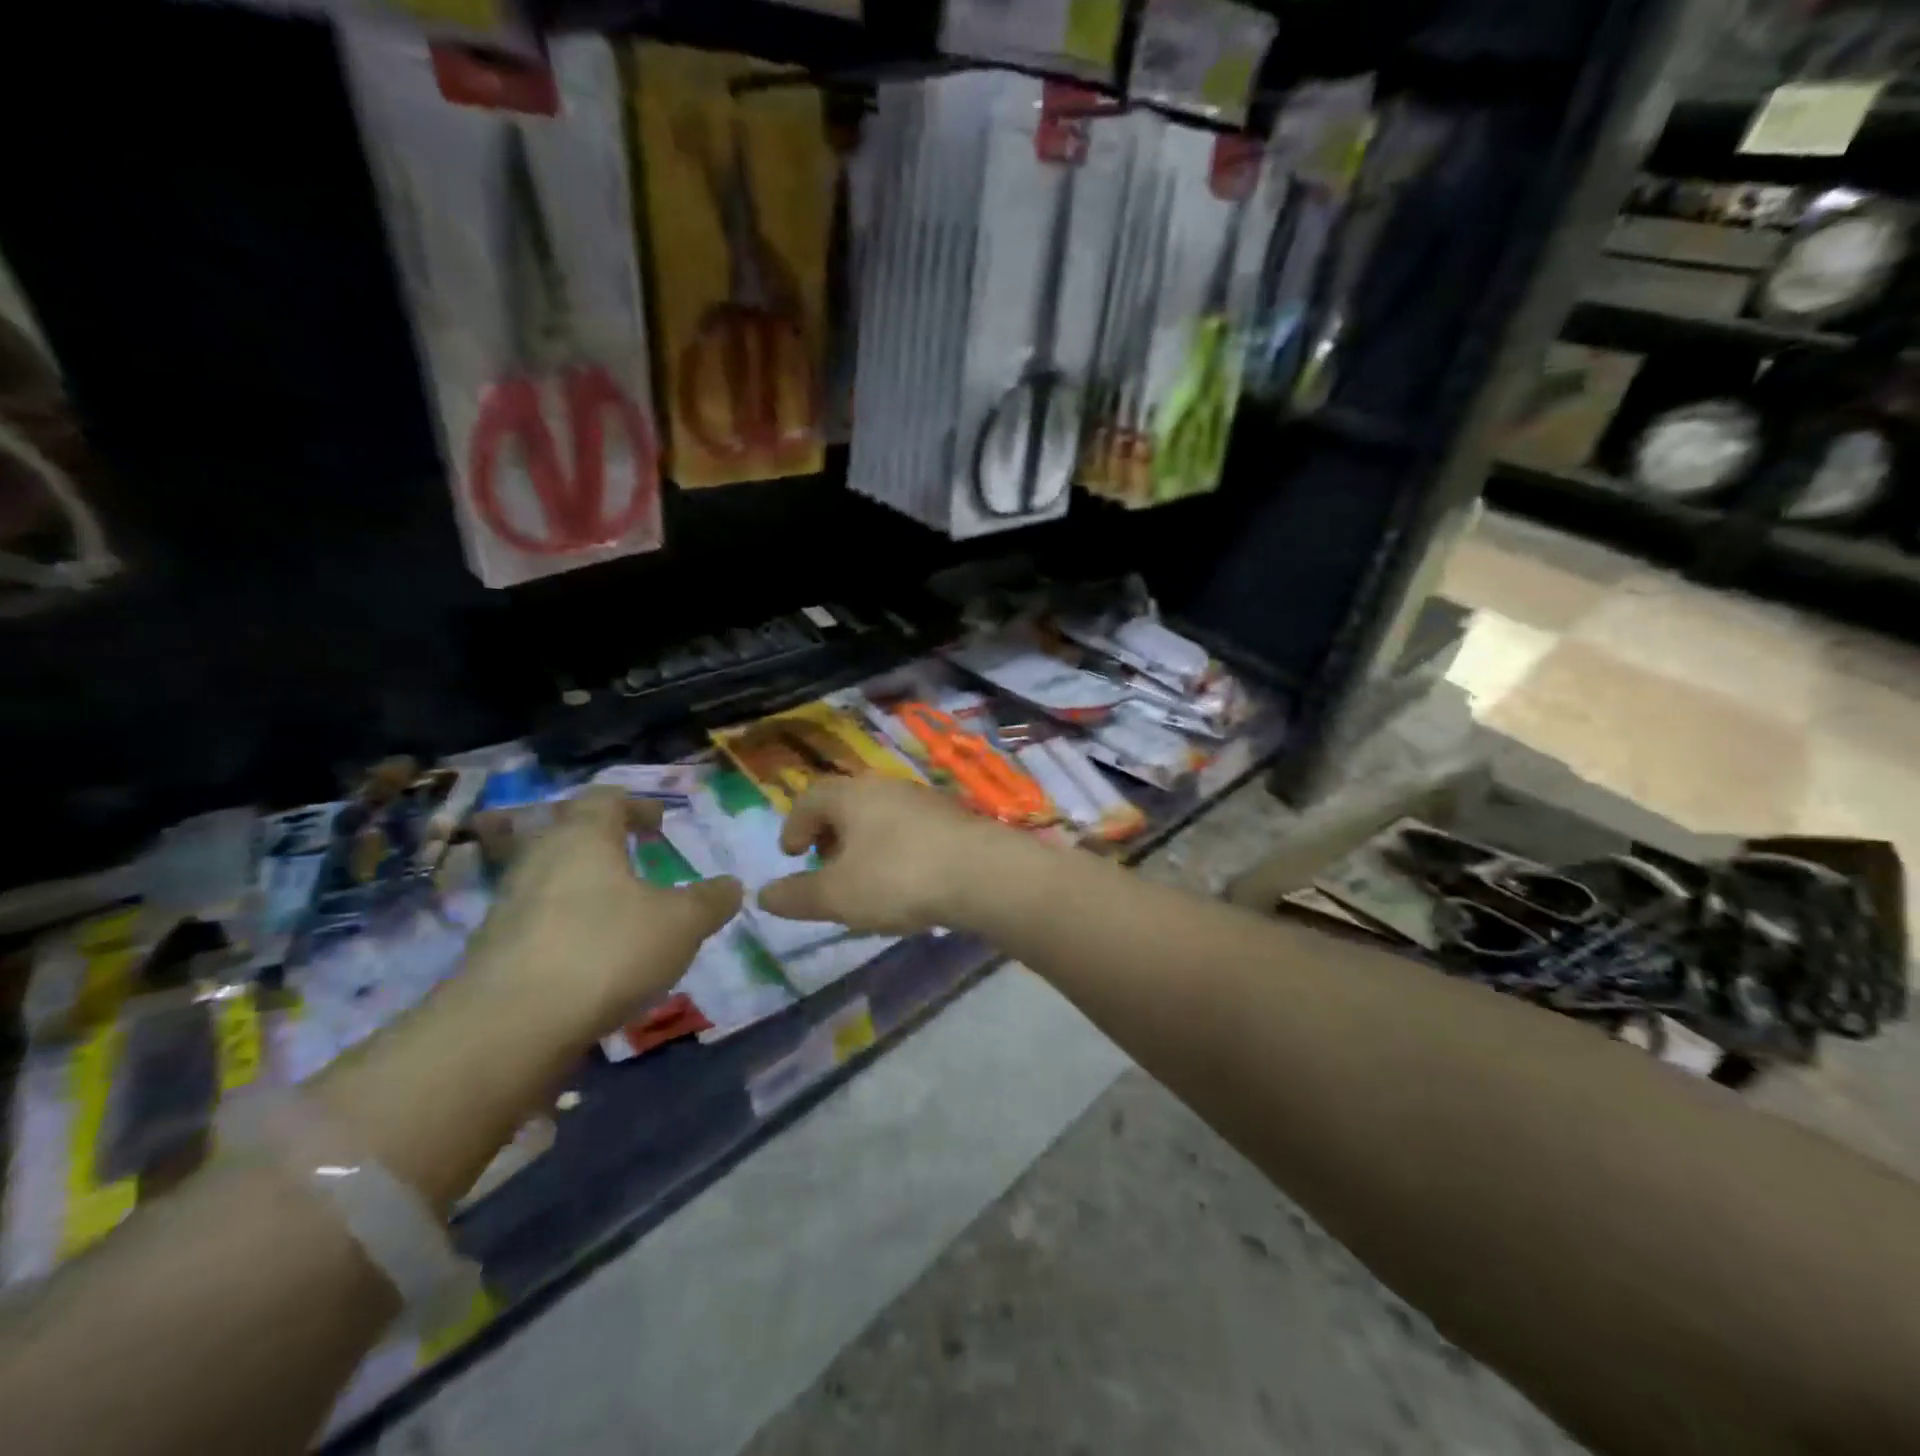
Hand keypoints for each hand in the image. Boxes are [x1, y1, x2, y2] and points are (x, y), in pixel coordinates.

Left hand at [464, 787, 741, 1037]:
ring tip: (621, 910)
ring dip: (586, 885)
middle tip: (638, 860)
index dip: (636, 805)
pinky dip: (568, 924)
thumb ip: (710, 900)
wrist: (509, 1027)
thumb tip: (731, 885)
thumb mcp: (681, 924)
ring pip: (553, 877)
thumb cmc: (606, 951)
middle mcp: (540, 858)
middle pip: (570, 833)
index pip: (606, 799)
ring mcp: (510, 903)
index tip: (658, 824)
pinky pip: (539, 919)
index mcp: (583, 836)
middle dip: (605, 843)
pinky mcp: (495, 948)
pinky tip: (593, 954)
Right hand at [757, 777, 1021, 935]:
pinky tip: (905, 881)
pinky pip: (910, 829)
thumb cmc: (898, 878)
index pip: (810, 799)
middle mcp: (887, 787)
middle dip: (829, 834)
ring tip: (864, 879)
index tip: (791, 855)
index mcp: (852, 794)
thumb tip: (764, 896)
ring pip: (881, 816)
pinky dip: (895, 849)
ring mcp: (924, 800)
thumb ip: (797, 896)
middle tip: (824, 865)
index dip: (794, 826)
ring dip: (864, 843)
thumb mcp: (837, 896)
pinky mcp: (953, 818)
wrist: (982, 873)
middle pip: (847, 803)